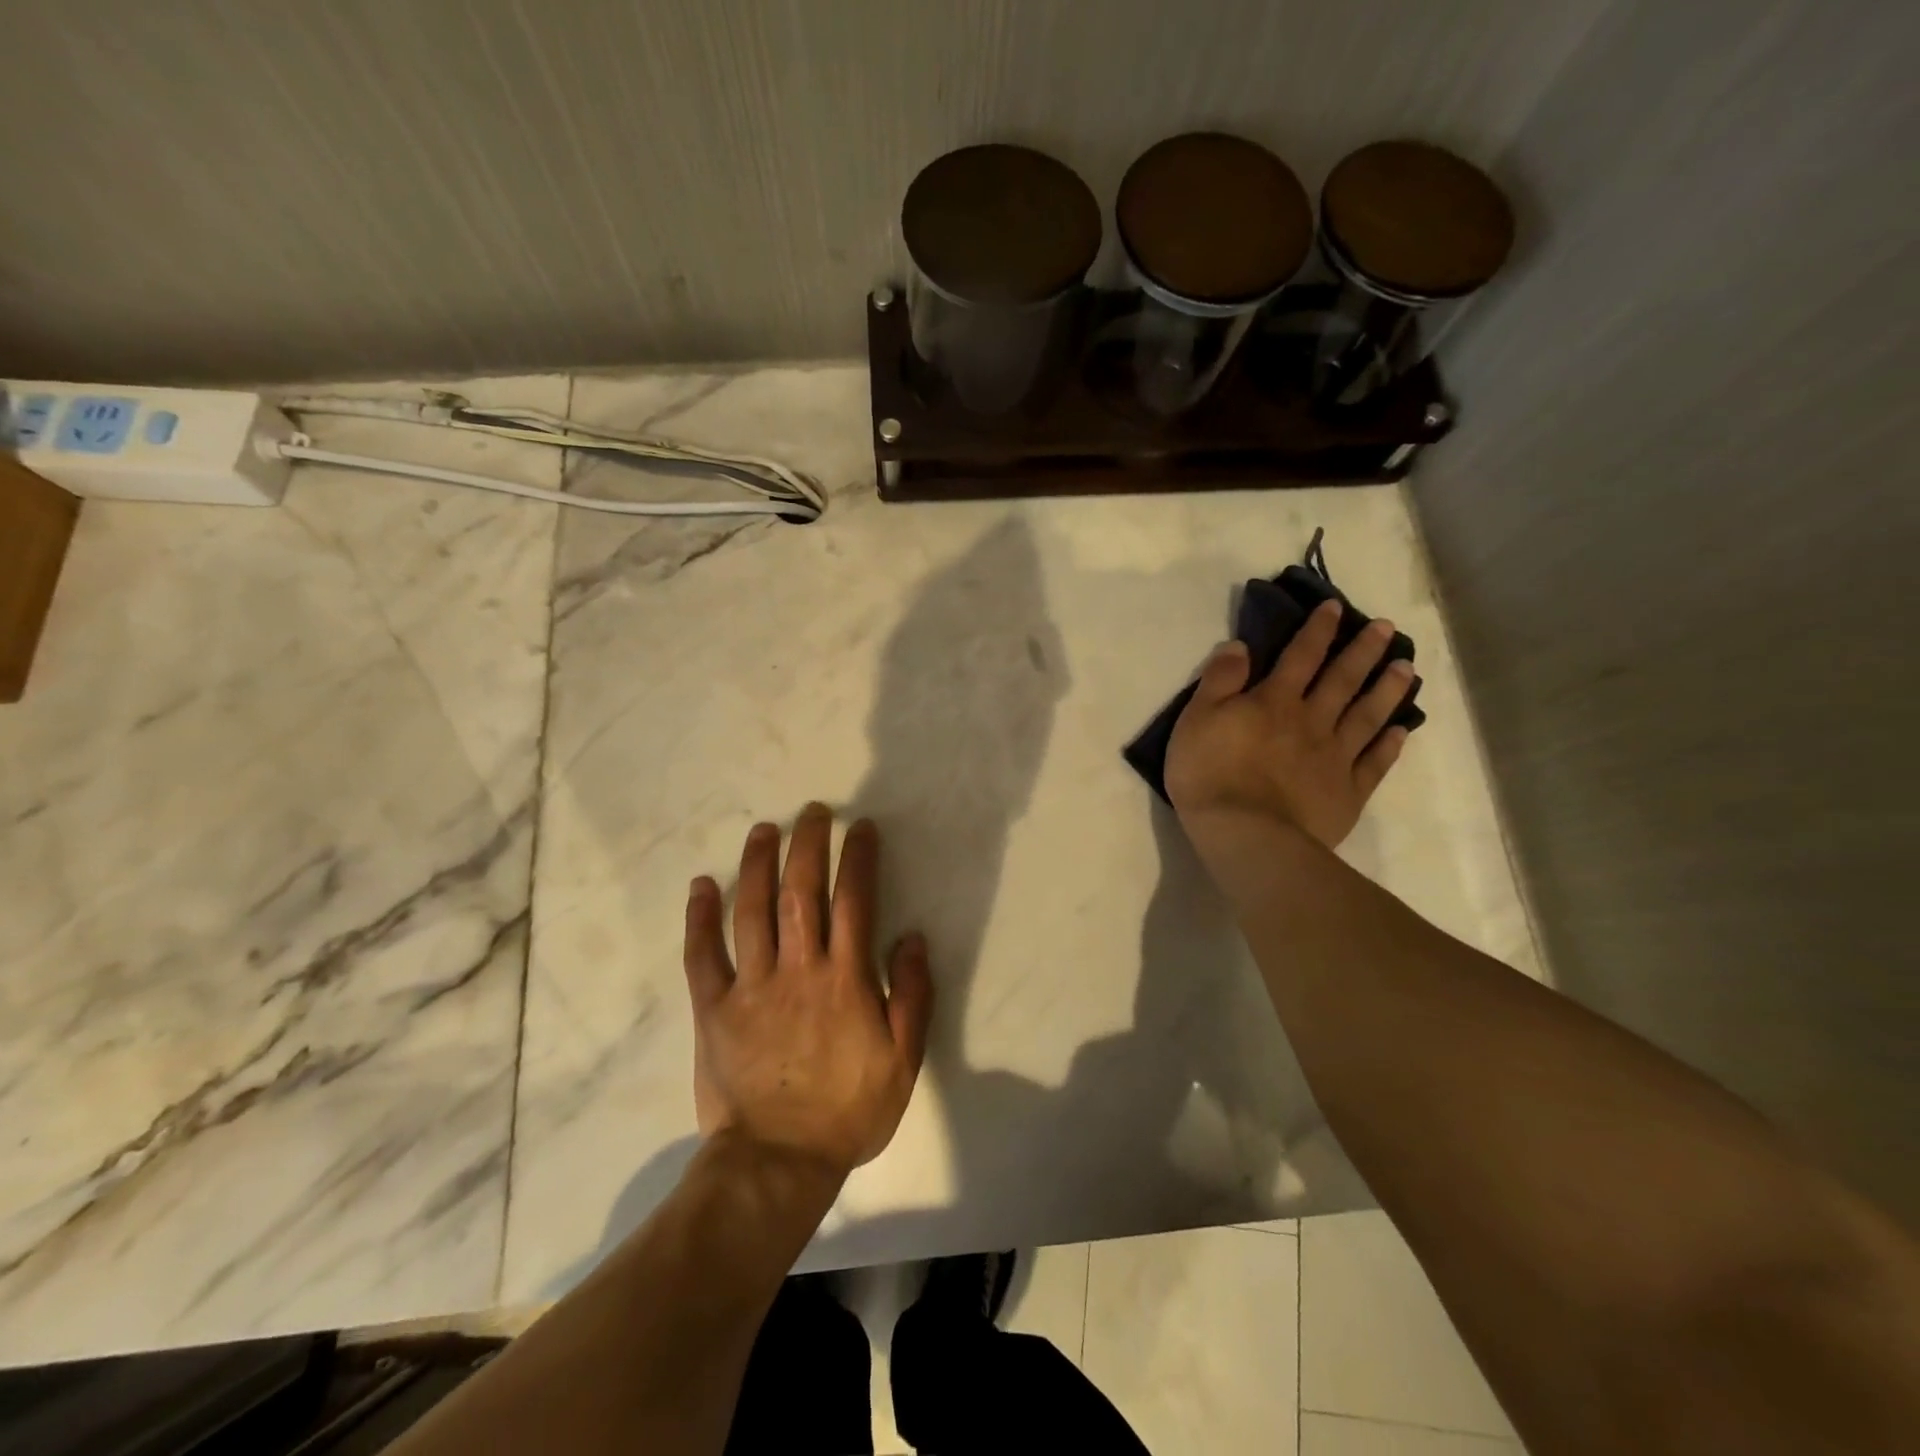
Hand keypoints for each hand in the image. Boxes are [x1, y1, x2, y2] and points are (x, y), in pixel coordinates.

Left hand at [682, 804, 933, 1177]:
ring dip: (758, 864)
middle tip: (813, 812)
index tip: (861, 828)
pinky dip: (699, 917)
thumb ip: (912, 996)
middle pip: (801, 891)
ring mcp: (751, 986)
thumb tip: (912, 938)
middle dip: (808, 844)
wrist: (778, 1163)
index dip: (858, 858)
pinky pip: (702, 955)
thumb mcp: (903, 1060)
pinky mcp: (714, 1008)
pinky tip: (702, 885)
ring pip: (752, 911)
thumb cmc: (849, 1110)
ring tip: (764, 829)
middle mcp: (798, 969)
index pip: (854, 901)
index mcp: (845, 979)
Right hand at [1165, 599, 1413, 849]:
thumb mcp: (1196, 719)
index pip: (1300, 656)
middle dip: (1363, 651)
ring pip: (1367, 715)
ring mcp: (1335, 757)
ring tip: (1406, 668)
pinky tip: (1400, 731)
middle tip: (1388, 629)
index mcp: (1275, 701)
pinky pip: (1374, 763)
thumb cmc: (1210, 774)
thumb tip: (1241, 645)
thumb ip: (1220, 681)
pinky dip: (1389, 745)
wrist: (1245, 834)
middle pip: (1343, 680)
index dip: (1318, 630)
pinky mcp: (1347, 792)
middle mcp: (1312, 721)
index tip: (1336, 607)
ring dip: (1387, 690)